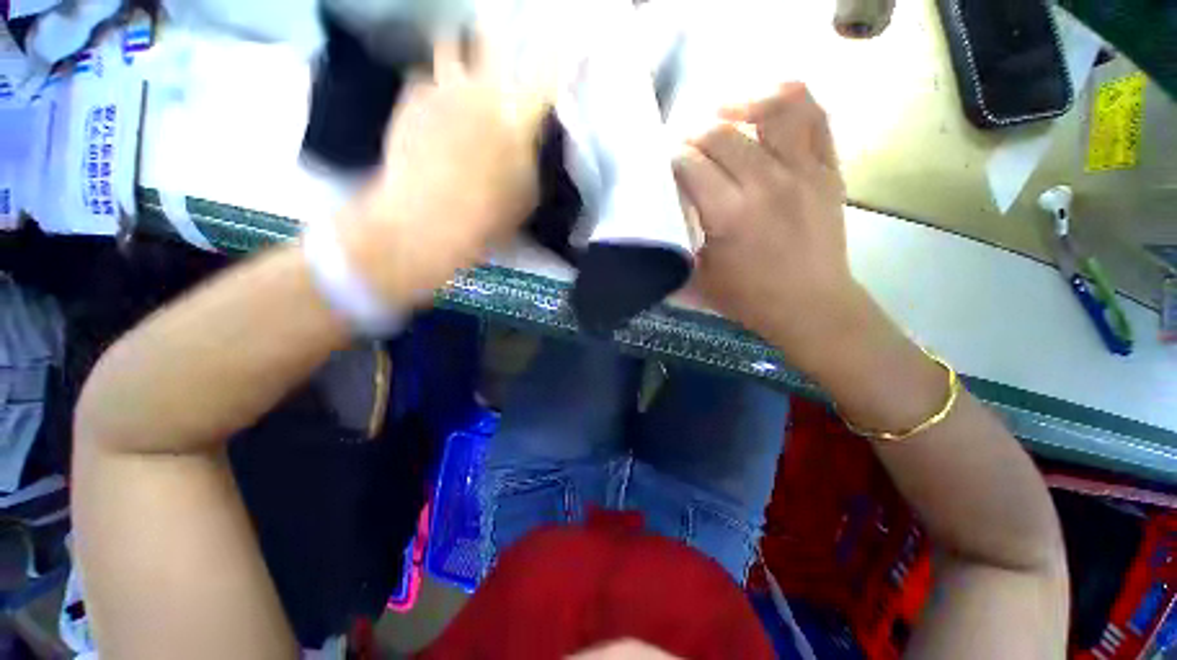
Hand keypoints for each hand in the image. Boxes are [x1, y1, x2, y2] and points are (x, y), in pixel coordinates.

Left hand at [340, 38, 551, 304]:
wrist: (427, 221)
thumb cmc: (488, 217)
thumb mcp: (527, 195)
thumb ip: (531, 158)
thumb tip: (528, 139)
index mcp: (518, 119)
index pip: (549, 75)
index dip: (564, 54)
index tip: (576, 39)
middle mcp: (482, 90)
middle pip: (493, 37)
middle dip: (500, 28)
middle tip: (500, 23)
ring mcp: (442, 88)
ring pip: (451, 47)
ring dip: (459, 55)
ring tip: (459, 69)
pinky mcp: (411, 98)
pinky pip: (424, 79)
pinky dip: (432, 90)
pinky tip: (431, 111)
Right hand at [674, 83, 866, 370]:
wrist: (810, 306)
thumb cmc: (748, 298)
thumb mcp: (696, 280)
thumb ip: (673, 247)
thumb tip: (651, 226)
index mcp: (730, 214)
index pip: (688, 164)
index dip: (669, 160)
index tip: (662, 168)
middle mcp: (766, 182)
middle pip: (720, 133)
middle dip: (692, 136)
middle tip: (684, 151)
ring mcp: (803, 170)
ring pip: (774, 107)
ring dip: (741, 102)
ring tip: (723, 112)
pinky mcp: (828, 169)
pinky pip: (815, 115)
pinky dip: (789, 101)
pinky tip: (766, 110)